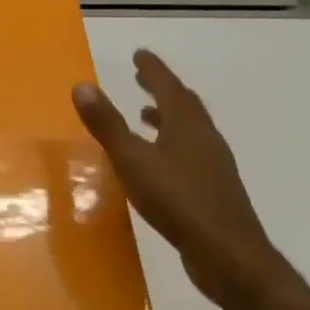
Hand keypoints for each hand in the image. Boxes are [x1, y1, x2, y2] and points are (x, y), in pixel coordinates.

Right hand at [72, 51, 288, 309]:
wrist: (228, 255)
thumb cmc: (178, 202)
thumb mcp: (133, 161)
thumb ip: (107, 125)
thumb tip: (82, 85)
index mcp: (187, 126)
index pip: (169, 87)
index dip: (153, 70)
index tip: (140, 54)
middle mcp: (204, 138)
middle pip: (184, 105)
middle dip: (162, 88)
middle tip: (142, 77)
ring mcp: (213, 165)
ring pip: (189, 130)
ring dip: (167, 117)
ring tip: (145, 114)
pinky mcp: (213, 189)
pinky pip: (190, 153)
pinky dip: (172, 144)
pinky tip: (159, 163)